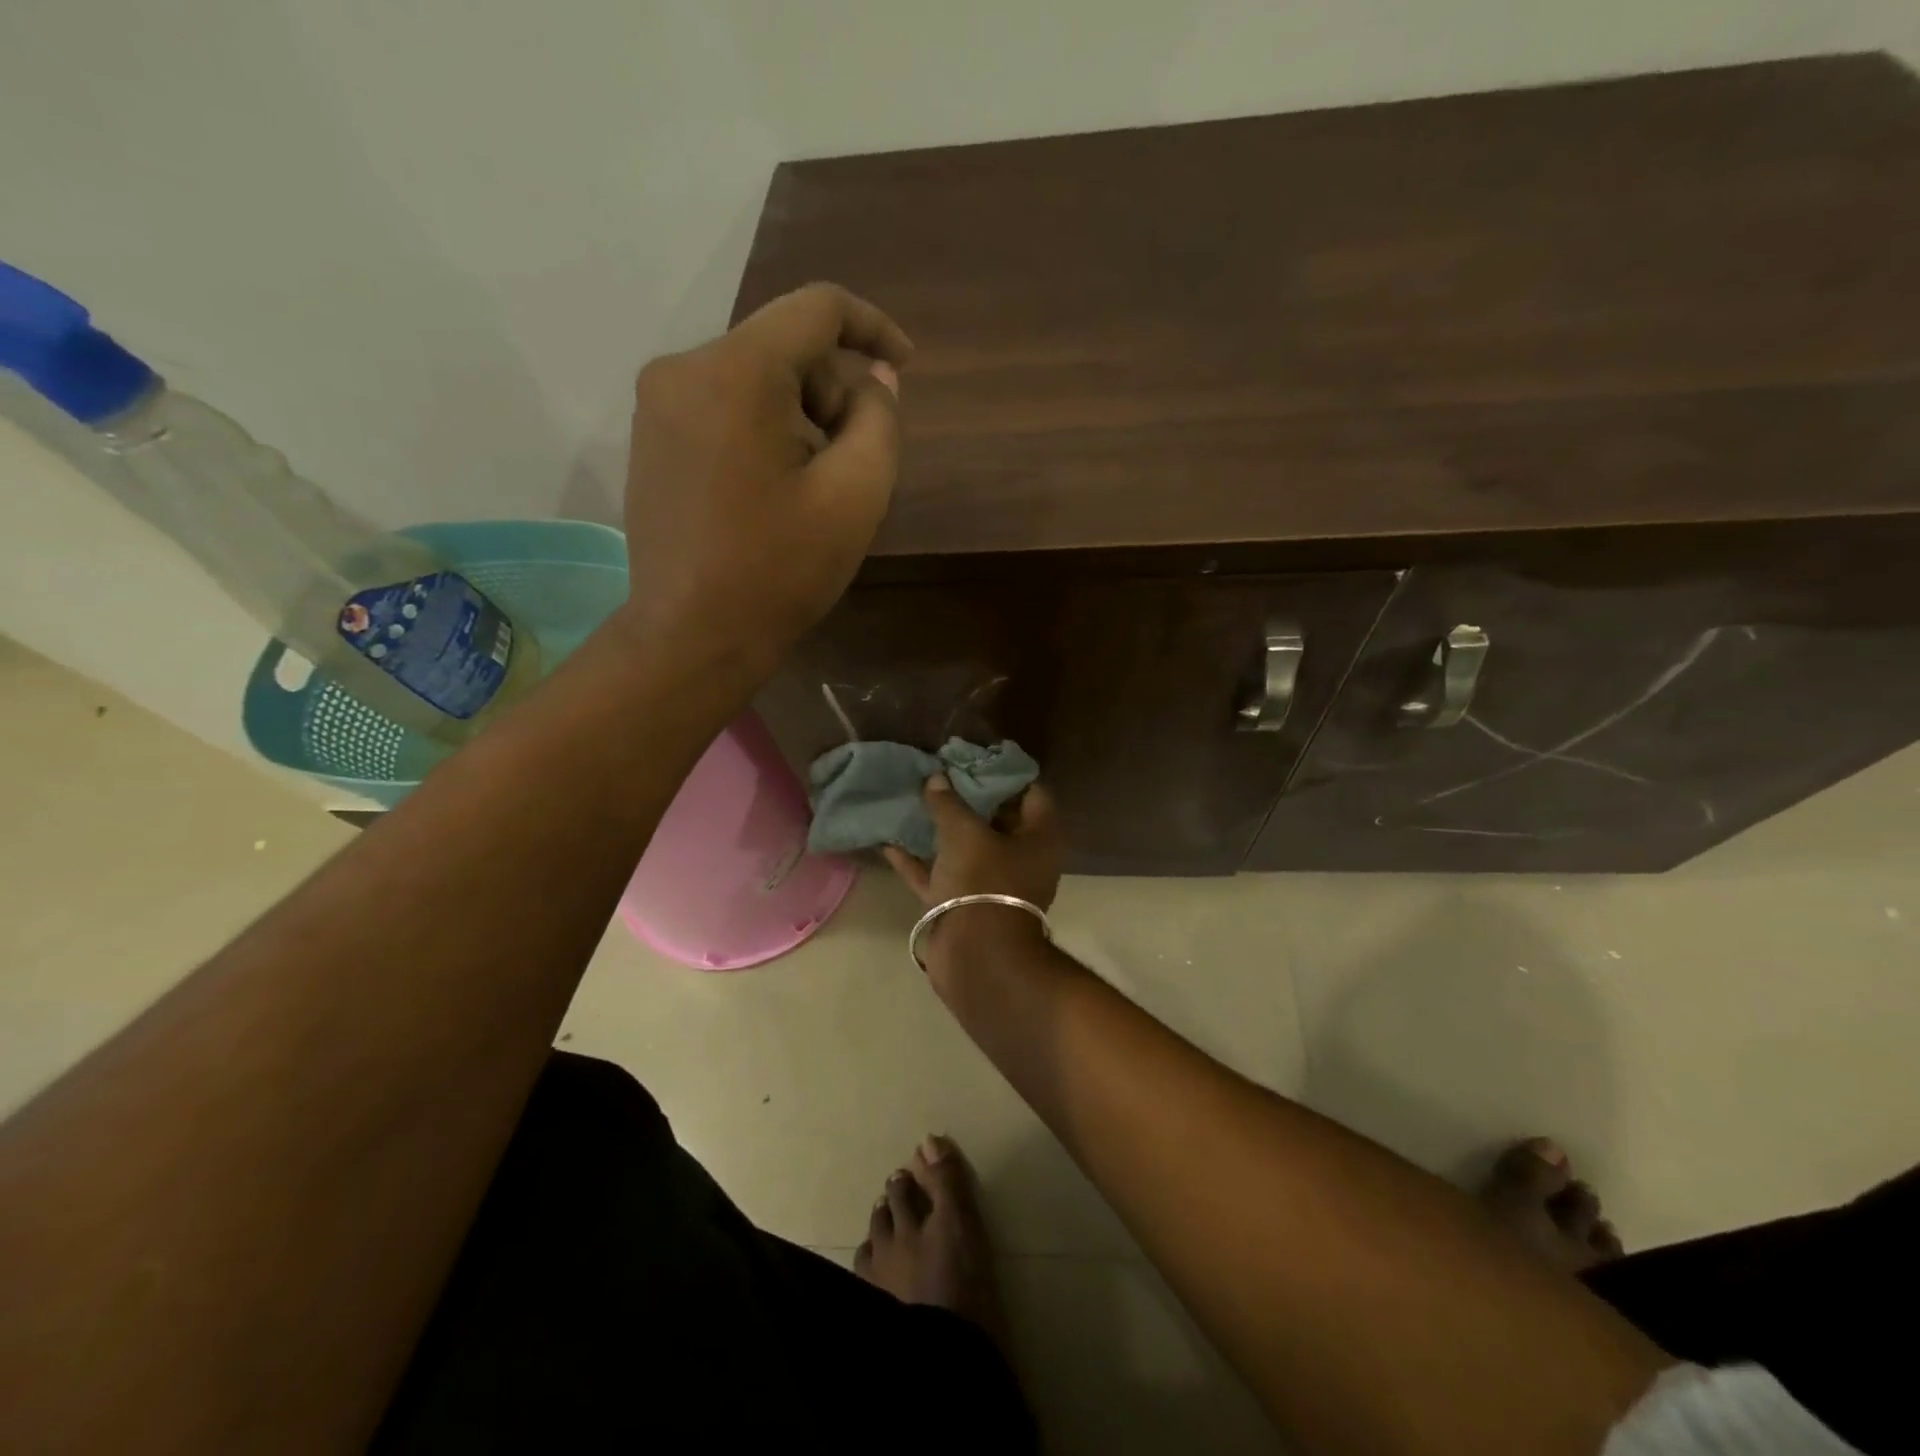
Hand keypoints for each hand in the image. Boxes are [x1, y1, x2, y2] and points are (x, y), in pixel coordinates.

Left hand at [623, 282, 912, 659]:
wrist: (692, 636)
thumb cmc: (780, 569)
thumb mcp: (856, 495)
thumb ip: (879, 420)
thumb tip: (873, 380)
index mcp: (735, 372)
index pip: (816, 309)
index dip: (872, 327)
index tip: (905, 367)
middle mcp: (683, 368)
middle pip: (783, 348)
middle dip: (832, 392)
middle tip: (854, 463)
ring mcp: (657, 404)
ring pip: (753, 379)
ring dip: (800, 417)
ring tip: (813, 488)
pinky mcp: (650, 438)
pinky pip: (722, 407)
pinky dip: (763, 431)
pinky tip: (774, 491)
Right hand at [884, 774, 1063, 917]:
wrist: (977, 957)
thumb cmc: (984, 881)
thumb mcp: (965, 833)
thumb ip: (949, 803)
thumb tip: (937, 778)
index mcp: (1039, 838)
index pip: (1032, 792)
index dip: (1005, 773)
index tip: (975, 757)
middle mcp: (1021, 859)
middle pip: (997, 819)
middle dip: (969, 798)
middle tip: (941, 774)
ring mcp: (992, 885)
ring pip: (966, 849)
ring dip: (942, 829)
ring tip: (915, 800)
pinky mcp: (964, 906)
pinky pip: (941, 876)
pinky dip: (919, 862)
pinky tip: (889, 843)